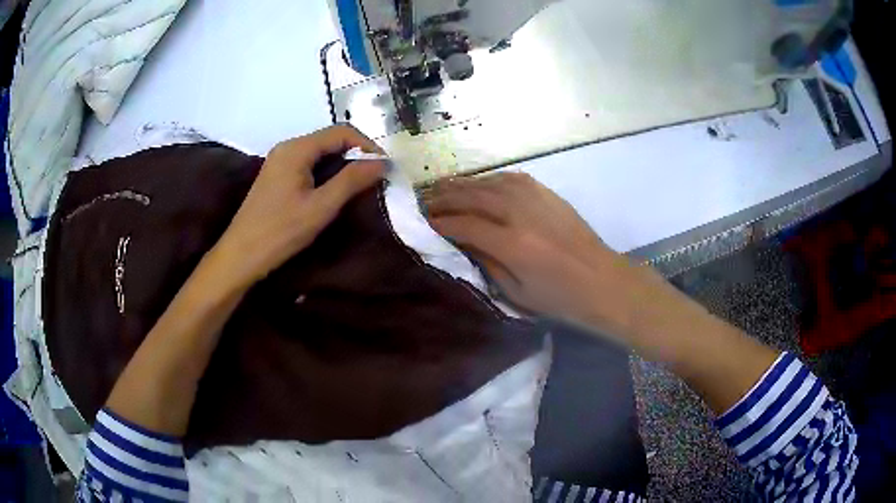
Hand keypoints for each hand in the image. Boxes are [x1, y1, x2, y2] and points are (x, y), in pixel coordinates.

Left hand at [213, 125, 385, 289]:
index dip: (367, 145)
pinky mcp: (277, 176)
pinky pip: (309, 164)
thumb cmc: (280, 231)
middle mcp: (288, 147)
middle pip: (330, 139)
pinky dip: (327, 172)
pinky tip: (335, 190)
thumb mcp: (321, 207)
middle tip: (375, 178)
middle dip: (356, 154)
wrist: (241, 255)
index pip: (341, 132)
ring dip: (342, 164)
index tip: (384, 167)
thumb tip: (382, 163)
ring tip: (360, 185)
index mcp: (297, 148)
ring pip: (320, 153)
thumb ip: (352, 181)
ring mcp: (280, 161)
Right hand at [424, 172, 635, 327]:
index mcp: (512, 244)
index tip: (423, 223)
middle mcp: (520, 213)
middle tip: (423, 202)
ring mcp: (535, 198)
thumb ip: (485, 263)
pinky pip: (509, 178)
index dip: (440, 223)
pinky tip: (478, 184)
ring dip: (462, 184)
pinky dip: (488, 179)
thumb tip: (461, 241)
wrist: (602, 281)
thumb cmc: (559, 298)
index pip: (464, 225)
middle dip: (444, 198)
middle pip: (472, 197)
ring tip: (442, 188)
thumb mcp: (516, 293)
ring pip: (488, 182)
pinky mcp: (546, 193)